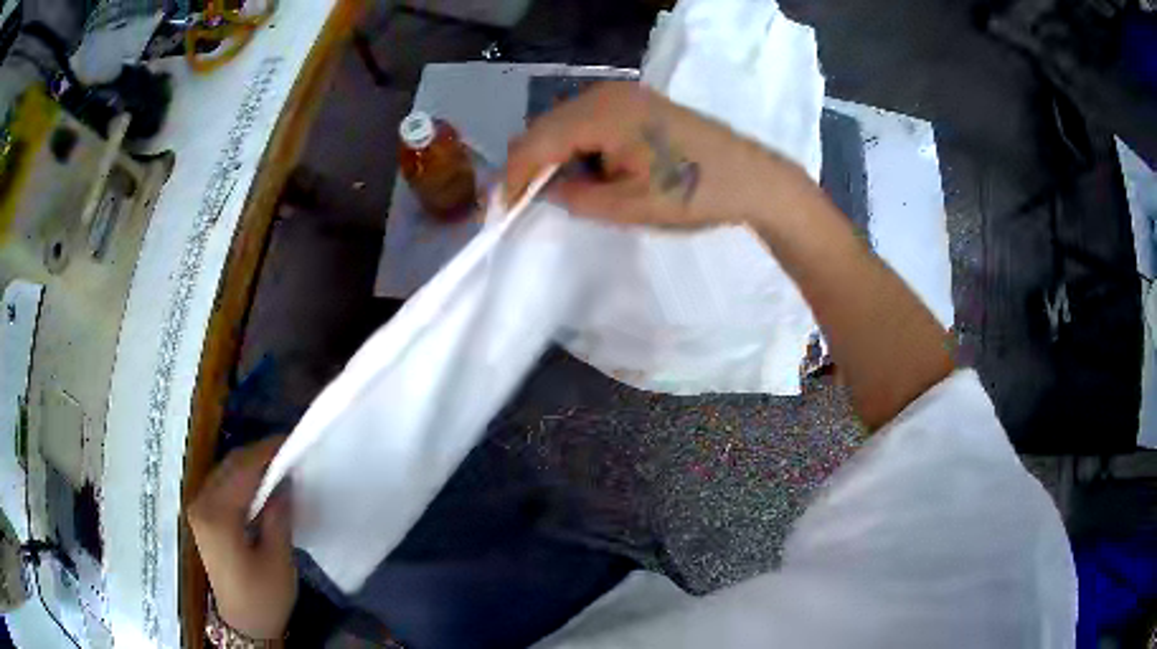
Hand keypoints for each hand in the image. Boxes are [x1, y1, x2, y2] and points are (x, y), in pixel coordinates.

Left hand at [188, 437, 296, 640]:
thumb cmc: (263, 597)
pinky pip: (221, 486)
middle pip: (229, 465)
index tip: (291, 440)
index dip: (267, 451)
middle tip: (287, 453)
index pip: (242, 469)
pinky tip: (259, 486)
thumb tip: (284, 480)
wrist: (242, 625)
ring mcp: (198, 510)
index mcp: (218, 515)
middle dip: (258, 455)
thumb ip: (278, 514)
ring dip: (249, 466)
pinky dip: (240, 480)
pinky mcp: (202, 517)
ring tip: (277, 467)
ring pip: (224, 472)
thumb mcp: (278, 559)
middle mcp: (201, 504)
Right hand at [505, 81, 804, 228]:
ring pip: (565, 123)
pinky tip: (593, 172)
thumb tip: (547, 190)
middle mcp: (606, 93)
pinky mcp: (637, 103)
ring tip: (566, 192)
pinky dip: (580, 147)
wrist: (753, 179)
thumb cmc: (695, 193)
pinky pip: (589, 121)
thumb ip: (577, 198)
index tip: (503, 211)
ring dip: (557, 156)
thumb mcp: (630, 207)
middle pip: (546, 127)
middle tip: (529, 204)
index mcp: (602, 113)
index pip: (537, 142)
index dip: (515, 178)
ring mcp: (624, 94)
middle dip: (532, 166)